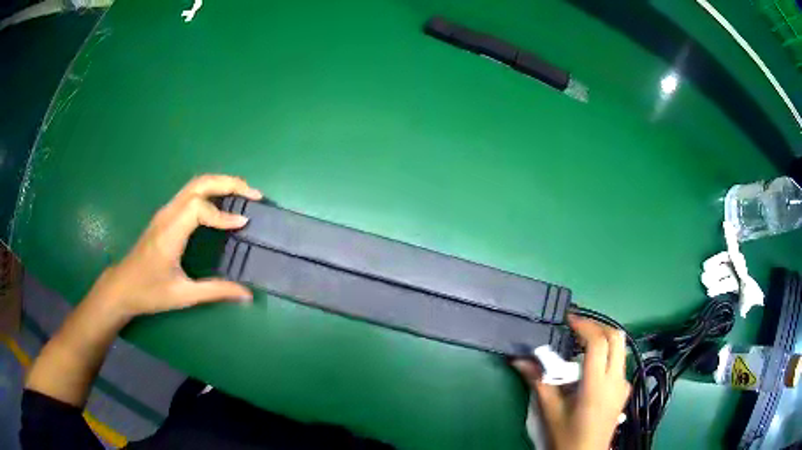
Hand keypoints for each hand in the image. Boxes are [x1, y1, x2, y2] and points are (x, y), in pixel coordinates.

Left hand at [89, 174, 262, 318]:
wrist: (121, 287)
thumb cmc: (149, 292)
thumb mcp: (183, 295)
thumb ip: (215, 291)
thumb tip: (247, 295)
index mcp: (169, 233)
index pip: (198, 208)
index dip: (223, 214)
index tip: (244, 224)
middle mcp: (167, 215)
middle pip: (199, 183)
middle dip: (229, 183)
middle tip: (254, 195)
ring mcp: (165, 212)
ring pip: (195, 184)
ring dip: (221, 184)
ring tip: (244, 194)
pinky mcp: (166, 215)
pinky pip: (191, 193)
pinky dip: (211, 191)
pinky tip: (222, 203)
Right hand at [513, 315, 630, 449]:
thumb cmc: (568, 437)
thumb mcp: (551, 411)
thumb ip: (539, 382)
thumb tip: (519, 360)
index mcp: (597, 386)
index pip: (599, 343)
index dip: (585, 326)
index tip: (568, 320)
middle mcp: (616, 380)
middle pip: (617, 338)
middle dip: (598, 326)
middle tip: (577, 327)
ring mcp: (624, 384)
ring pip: (620, 348)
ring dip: (603, 339)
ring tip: (581, 343)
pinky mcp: (624, 390)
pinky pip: (619, 362)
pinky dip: (607, 354)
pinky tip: (590, 366)